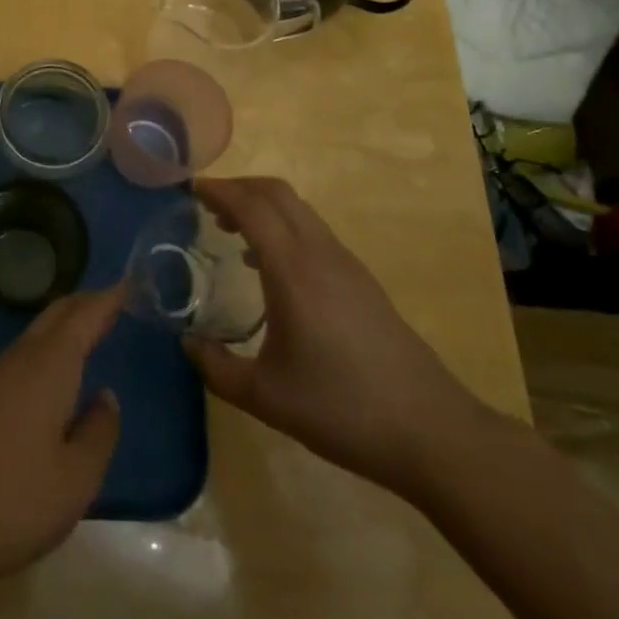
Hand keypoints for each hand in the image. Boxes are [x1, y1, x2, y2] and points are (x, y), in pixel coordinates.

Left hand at [0, 286, 123, 587]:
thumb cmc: (12, 500)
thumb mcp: (76, 479)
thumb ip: (99, 433)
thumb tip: (106, 397)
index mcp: (49, 366)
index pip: (84, 316)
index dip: (109, 298)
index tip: (130, 283)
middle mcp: (21, 358)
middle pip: (57, 314)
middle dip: (86, 302)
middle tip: (116, 301)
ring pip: (37, 332)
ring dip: (65, 324)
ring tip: (91, 330)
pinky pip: (24, 354)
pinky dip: (49, 347)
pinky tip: (55, 373)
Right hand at [185, 176, 488, 499]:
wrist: (430, 430)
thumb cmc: (342, 410)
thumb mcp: (266, 398)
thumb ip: (217, 367)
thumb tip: (187, 343)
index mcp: (293, 271)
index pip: (251, 206)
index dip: (218, 190)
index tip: (187, 189)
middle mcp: (320, 253)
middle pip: (276, 193)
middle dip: (238, 187)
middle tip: (205, 205)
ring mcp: (346, 263)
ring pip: (298, 209)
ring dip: (262, 206)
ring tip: (230, 231)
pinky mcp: (361, 279)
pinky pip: (313, 231)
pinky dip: (282, 227)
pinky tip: (269, 267)